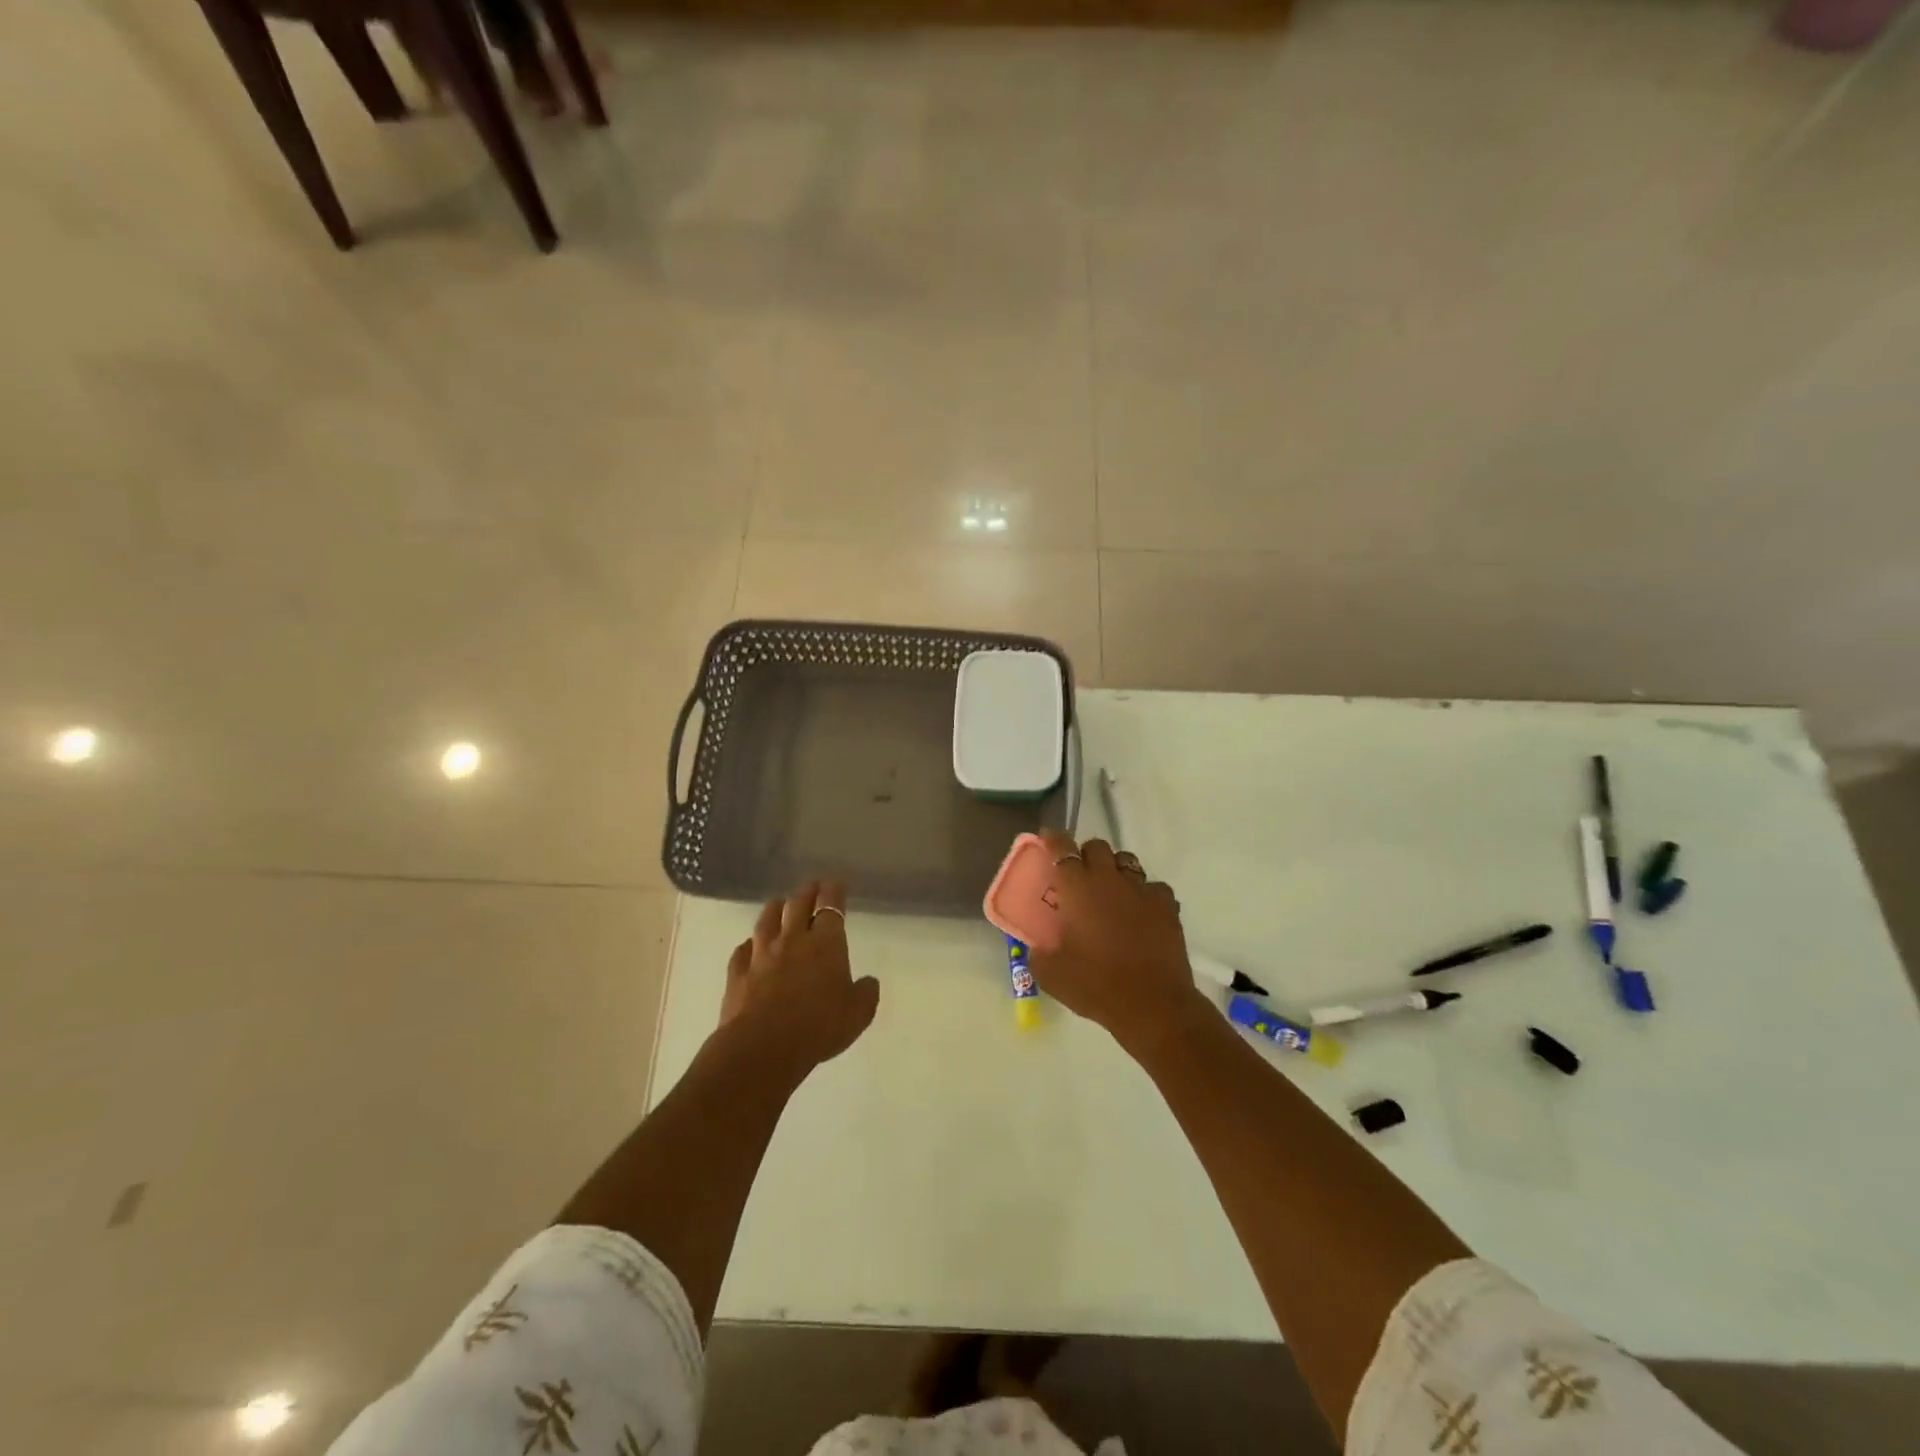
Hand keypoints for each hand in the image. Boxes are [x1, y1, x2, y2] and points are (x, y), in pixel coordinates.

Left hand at [719, 882, 879, 1078]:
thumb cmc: (819, 1026)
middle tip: (811, 886)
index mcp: (826, 944)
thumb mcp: (858, 1014)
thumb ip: (866, 994)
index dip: (833, 892)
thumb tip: (869, 982)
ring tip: (779, 903)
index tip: (835, 884)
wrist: (763, 1047)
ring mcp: (761, 954)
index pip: (830, 907)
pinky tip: (749, 946)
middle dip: (807, 892)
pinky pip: (742, 950)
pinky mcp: (738, 973)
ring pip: (767, 920)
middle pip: (797, 904)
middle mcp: (793, 940)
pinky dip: (749, 945)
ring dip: (775, 908)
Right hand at [1027, 832, 1209, 1053]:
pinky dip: (1145, 894)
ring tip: (1112, 892)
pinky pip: (1154, 888)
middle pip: (1098, 846)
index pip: (1062, 848)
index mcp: (1078, 887)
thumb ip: (1038, 954)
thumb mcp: (1051, 974)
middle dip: (1087, 854)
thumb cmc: (1095, 985)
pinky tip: (1141, 912)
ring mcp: (1142, 890)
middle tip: (1080, 875)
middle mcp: (1109, 879)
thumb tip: (1037, 948)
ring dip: (1116, 870)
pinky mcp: (1167, 906)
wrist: (1152, 1004)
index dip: (1053, 840)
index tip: (1048, 839)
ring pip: (1128, 861)